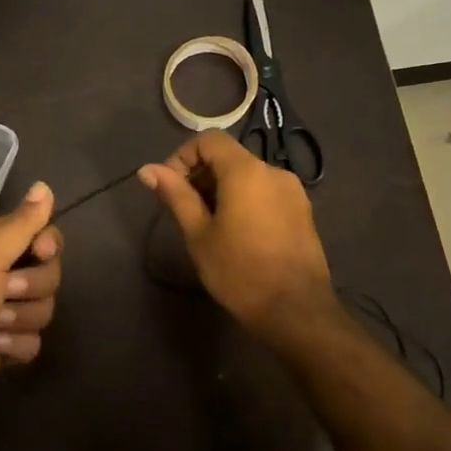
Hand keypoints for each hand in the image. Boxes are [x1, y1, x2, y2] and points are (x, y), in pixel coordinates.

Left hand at [0, 181, 63, 419]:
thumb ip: (21, 223)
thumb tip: (44, 185)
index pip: (39, 233)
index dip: (47, 245)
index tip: (39, 253)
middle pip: (47, 274)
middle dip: (31, 289)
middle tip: (3, 295)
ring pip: (42, 309)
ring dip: (21, 320)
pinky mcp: (0, 344)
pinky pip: (31, 341)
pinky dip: (14, 347)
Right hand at [138, 132, 333, 337]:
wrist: (296, 311)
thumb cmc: (239, 271)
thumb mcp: (198, 234)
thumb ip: (175, 195)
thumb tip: (147, 170)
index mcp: (246, 171)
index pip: (209, 140)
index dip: (183, 157)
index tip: (170, 188)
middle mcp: (273, 171)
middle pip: (229, 157)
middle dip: (201, 176)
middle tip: (185, 212)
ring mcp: (293, 191)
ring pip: (248, 176)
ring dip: (222, 190)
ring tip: (209, 226)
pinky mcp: (303, 211)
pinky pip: (265, 192)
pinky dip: (245, 201)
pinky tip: (237, 234)